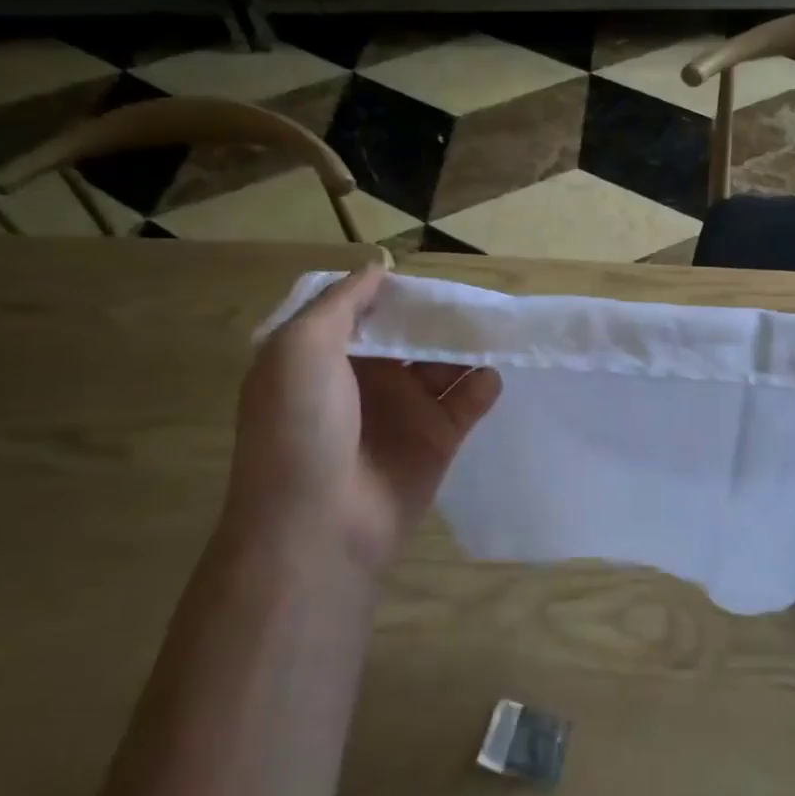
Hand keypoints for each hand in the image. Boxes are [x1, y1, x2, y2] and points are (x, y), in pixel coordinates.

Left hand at [227, 266, 502, 572]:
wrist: (317, 526)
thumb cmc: (300, 427)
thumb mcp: (299, 348)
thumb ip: (341, 303)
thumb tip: (378, 269)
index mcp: (326, 357)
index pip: (366, 312)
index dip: (394, 293)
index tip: (425, 274)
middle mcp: (366, 379)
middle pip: (412, 335)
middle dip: (439, 317)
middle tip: (472, 298)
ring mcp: (404, 411)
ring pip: (445, 364)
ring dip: (468, 346)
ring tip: (496, 328)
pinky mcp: (437, 440)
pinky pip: (468, 401)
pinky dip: (483, 385)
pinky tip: (490, 374)